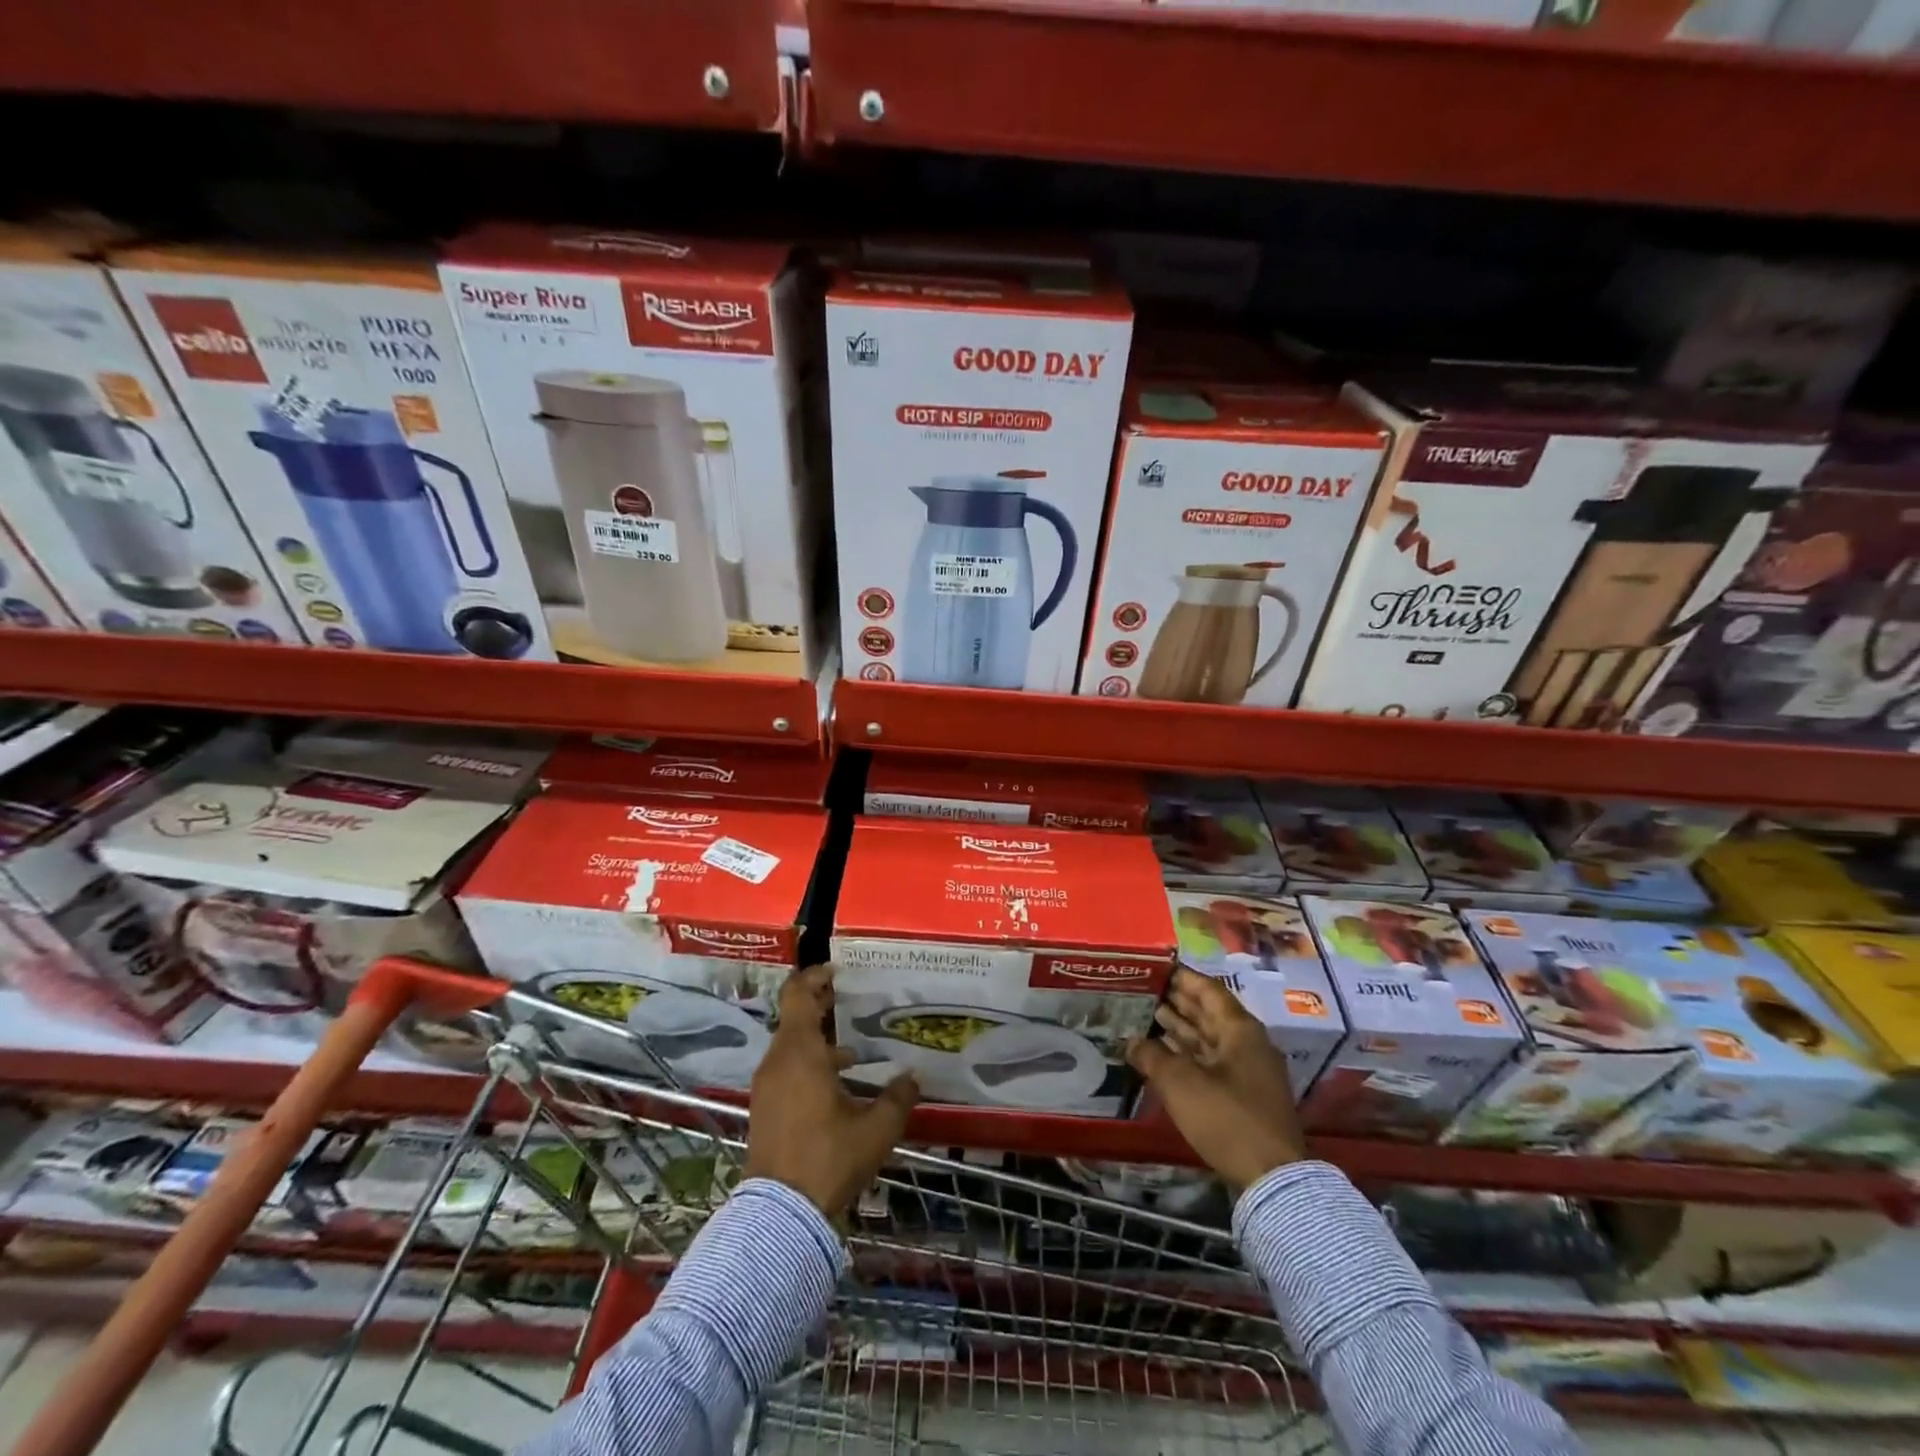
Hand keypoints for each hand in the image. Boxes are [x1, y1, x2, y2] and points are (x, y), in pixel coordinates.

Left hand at [745, 964, 918, 1216]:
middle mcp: (778, 1061)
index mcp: (801, 1053)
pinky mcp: (765, 1108)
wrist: (780, 1215)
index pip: (798, 995)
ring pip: (791, 1045)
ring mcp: (767, 1086)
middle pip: (794, 1017)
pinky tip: (838, 1083)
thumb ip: (898, 1098)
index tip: (838, 971)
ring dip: (818, 1039)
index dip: (815, 976)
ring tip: (854, 1047)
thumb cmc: (829, 1159)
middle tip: (852, 1001)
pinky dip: (809, 1063)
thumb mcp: (875, 1129)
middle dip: (822, 1006)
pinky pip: (786, 1069)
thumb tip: (914, 1078)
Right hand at [1128, 967, 1306, 1190]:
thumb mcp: (1180, 1083)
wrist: (1272, 1178)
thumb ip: (1152, 1056)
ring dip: (1181, 1027)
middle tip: (1145, 989)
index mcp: (1240, 1029)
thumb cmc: (1226, 1117)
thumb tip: (1131, 1041)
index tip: (1155, 968)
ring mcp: (1249, 1070)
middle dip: (1178, 1001)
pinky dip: (1189, 1053)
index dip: (1181, 977)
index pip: (1208, 990)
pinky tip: (1164, 1053)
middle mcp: (1248, 1043)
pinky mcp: (1245, 1095)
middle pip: (1209, 1012)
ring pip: (1210, 1038)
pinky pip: (1212, 1061)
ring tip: (1148, 1016)